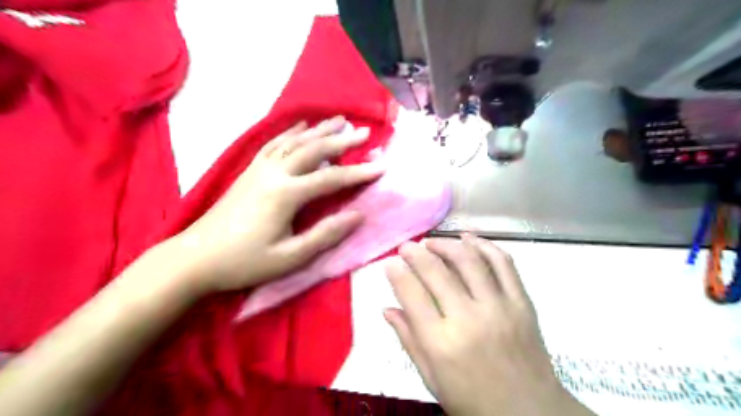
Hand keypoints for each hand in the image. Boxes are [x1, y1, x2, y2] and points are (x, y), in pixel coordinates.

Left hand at [175, 117, 384, 295]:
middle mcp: (274, 173)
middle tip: (364, 131)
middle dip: (341, 140)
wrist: (195, 258)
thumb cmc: (245, 262)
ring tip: (338, 120)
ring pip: (294, 141)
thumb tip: (358, 215)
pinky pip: (273, 143)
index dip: (358, 173)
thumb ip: (325, 234)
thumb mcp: (290, 257)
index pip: (331, 178)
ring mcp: (259, 168)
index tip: (381, 167)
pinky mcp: (249, 170)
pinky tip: (300, 127)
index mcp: (286, 194)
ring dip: (319, 130)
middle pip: (313, 150)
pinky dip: (290, 132)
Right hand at [385, 236, 594, 414]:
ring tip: (432, 242)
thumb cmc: (472, 400)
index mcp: (441, 343)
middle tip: (406, 246)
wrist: (529, 413)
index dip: (396, 273)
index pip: (411, 294)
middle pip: (437, 271)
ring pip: (469, 260)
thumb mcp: (431, 377)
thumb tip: (387, 309)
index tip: (389, 263)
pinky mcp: (522, 302)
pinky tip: (468, 238)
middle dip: (416, 253)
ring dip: (446, 244)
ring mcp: (499, 307)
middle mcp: (469, 319)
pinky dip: (484, 245)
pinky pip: (503, 263)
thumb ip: (408, 340)